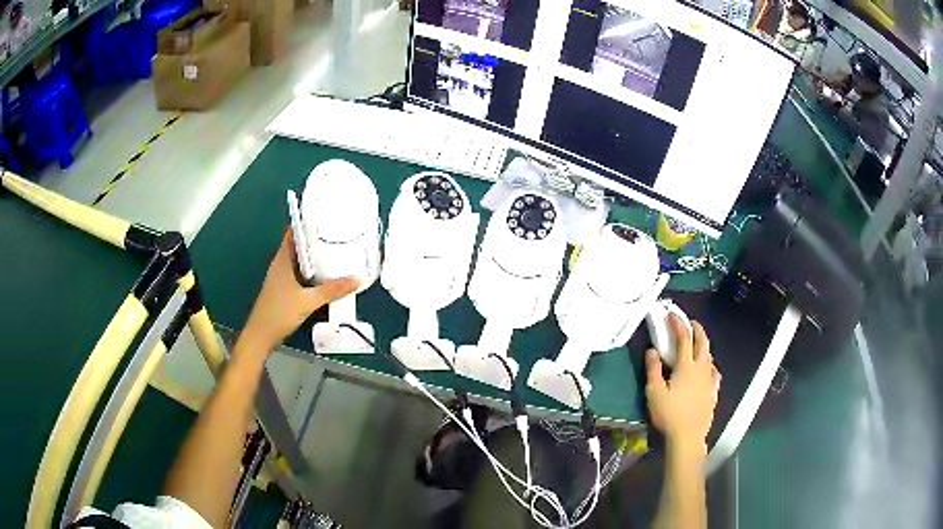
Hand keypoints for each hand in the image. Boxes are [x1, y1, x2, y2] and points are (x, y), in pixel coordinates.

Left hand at [241, 228, 358, 350]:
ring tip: (334, 253)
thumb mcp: (308, 301)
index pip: (292, 233)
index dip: (306, 225)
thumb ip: (332, 290)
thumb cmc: (280, 313)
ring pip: (298, 261)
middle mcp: (280, 265)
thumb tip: (357, 279)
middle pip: (297, 246)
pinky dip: (310, 272)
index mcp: (282, 260)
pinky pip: (298, 274)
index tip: (324, 220)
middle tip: (335, 236)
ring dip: (313, 258)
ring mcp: (280, 278)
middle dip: (314, 241)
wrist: (261, 336)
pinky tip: (324, 277)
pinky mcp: (282, 290)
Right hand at [645, 315, 720, 454]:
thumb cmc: (668, 415)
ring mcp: (709, 380)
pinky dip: (710, 365)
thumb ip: (653, 369)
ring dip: (704, 345)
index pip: (683, 338)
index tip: (671, 315)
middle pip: (702, 342)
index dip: (677, 324)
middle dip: (696, 329)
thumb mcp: (654, 392)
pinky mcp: (713, 392)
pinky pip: (714, 372)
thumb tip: (652, 350)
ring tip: (697, 343)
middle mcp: (701, 368)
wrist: (687, 437)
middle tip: (690, 322)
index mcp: (686, 366)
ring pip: (709, 356)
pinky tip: (709, 369)